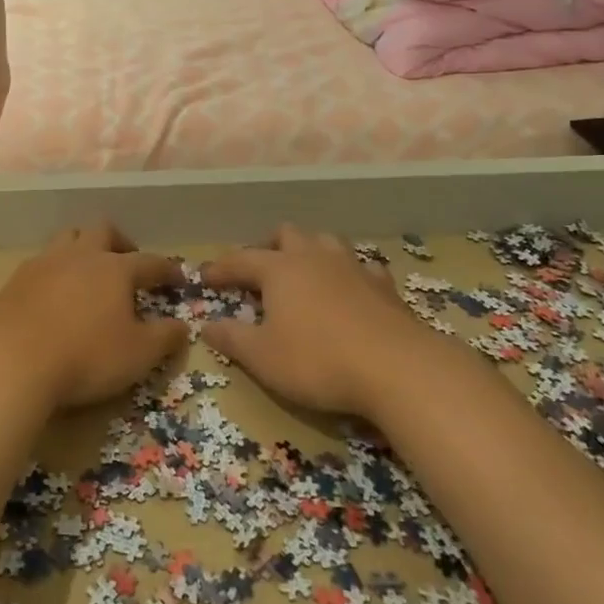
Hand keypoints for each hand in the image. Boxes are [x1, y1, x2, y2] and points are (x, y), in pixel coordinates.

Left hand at [0, 225, 187, 411]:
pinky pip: (41, 262)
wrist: (15, 362)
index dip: (167, 269)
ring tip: (88, 272)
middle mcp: (80, 255)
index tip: (177, 278)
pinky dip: (54, 271)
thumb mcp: (139, 355)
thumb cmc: (87, 357)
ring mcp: (45, 262)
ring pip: (68, 238)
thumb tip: (182, 326)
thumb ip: (166, 337)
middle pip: (103, 230)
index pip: (149, 261)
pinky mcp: (17, 278)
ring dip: (82, 248)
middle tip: (127, 262)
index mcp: (114, 269)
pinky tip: (54, 293)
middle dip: (120, 242)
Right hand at [199, 225, 426, 419]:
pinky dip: (348, 273)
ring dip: (310, 251)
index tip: (206, 277)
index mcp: (280, 269)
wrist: (398, 368)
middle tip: (259, 269)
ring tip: (303, 271)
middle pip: (287, 235)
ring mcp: (353, 268)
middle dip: (268, 247)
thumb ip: (232, 339)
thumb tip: (207, 325)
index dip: (222, 268)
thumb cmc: (318, 361)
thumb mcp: (263, 357)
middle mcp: (314, 258)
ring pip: (326, 242)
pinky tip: (350, 289)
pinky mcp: (385, 287)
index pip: (241, 260)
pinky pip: (362, 267)